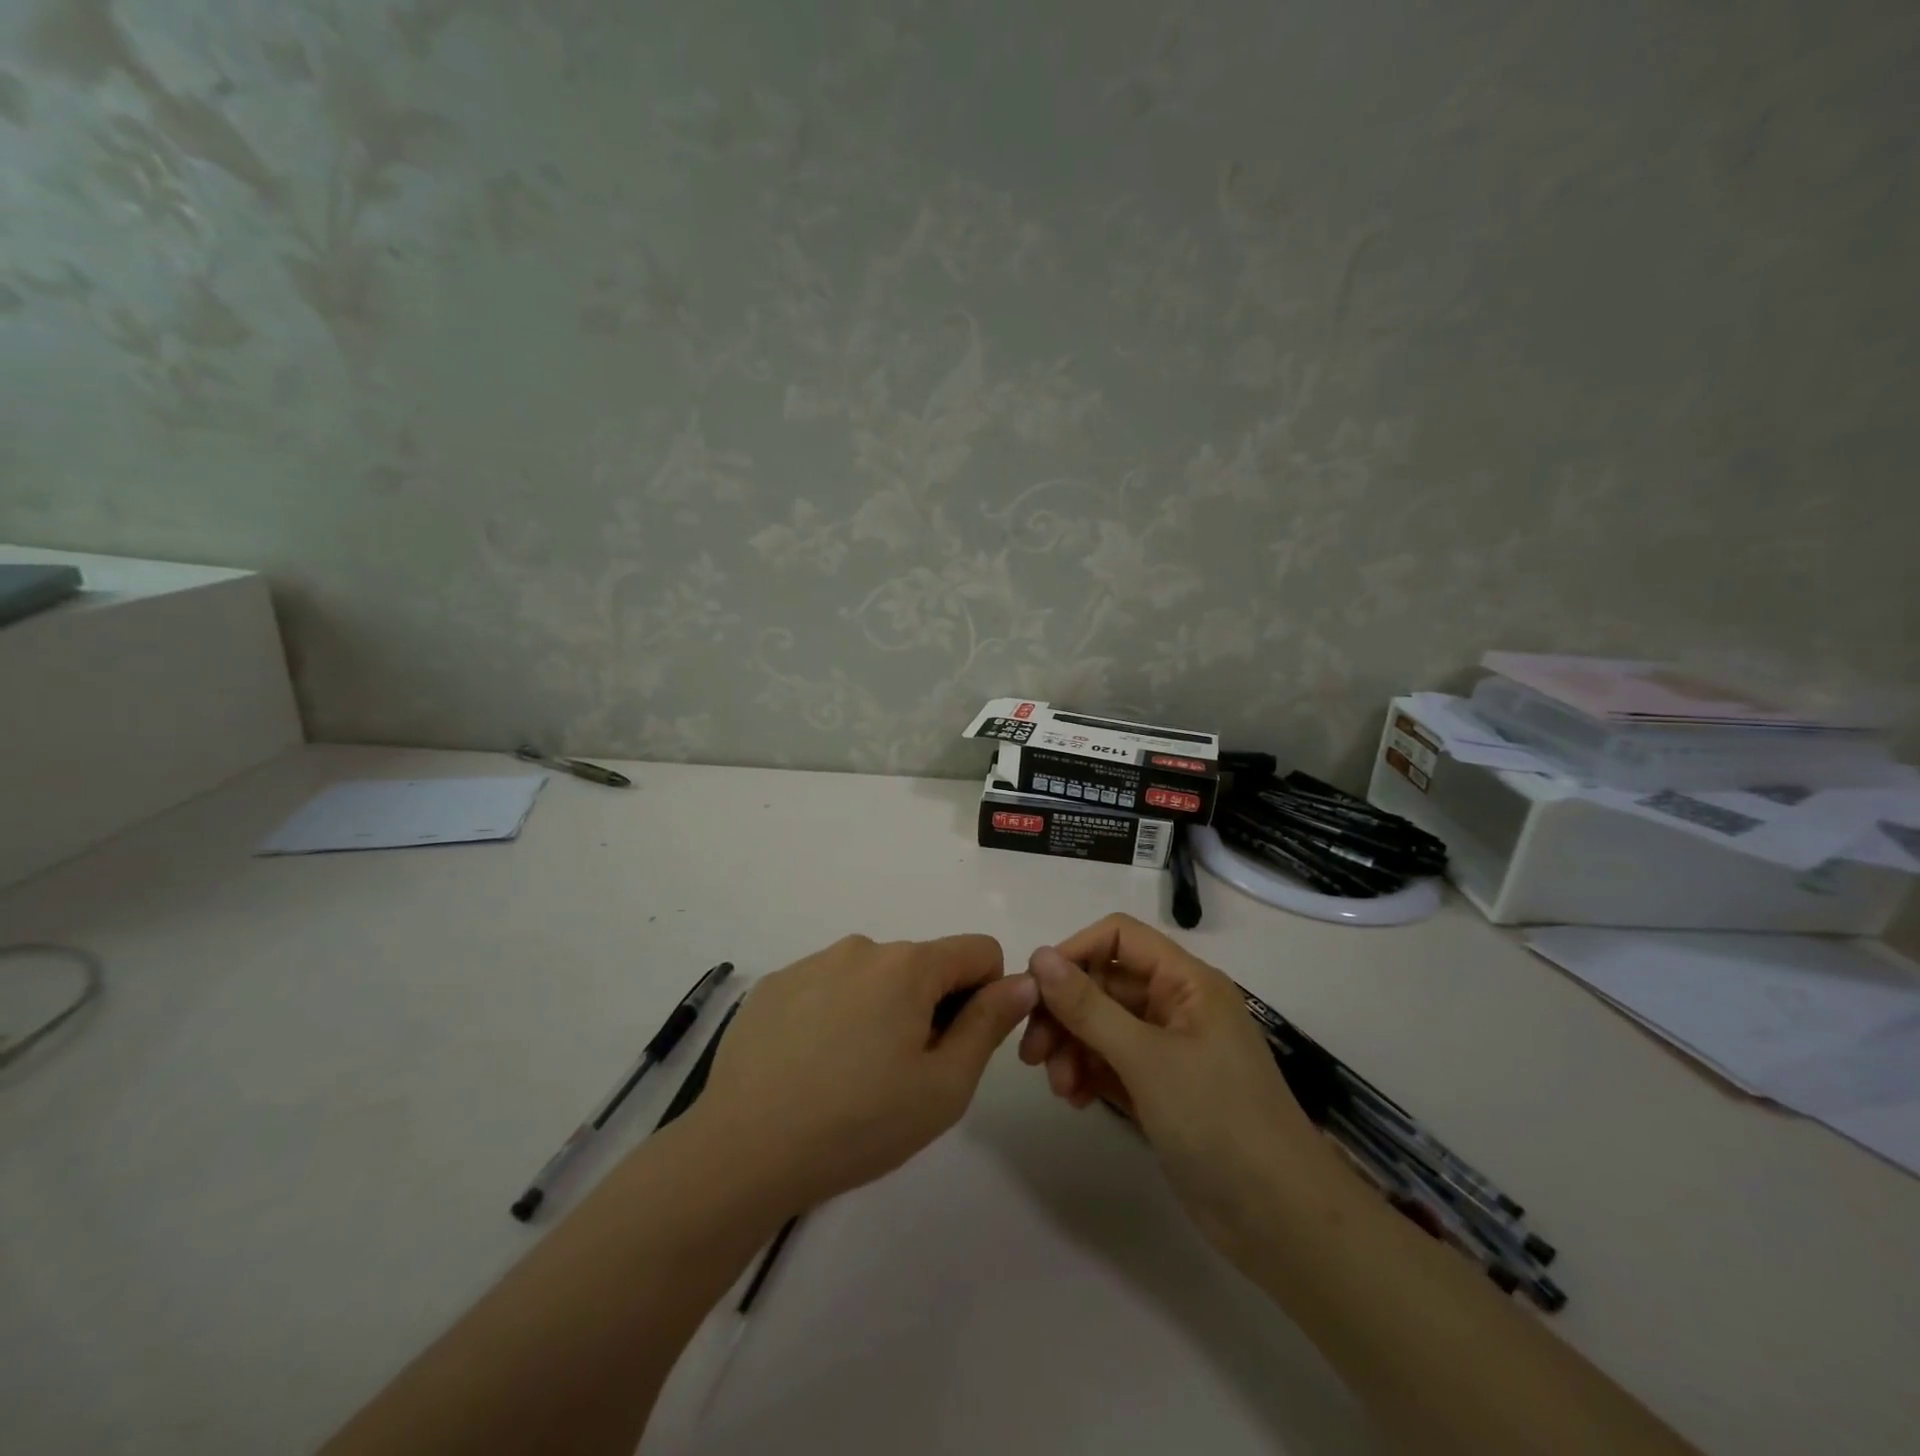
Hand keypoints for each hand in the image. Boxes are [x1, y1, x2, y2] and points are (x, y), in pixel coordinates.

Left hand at [693, 934, 1037, 1210]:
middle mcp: (862, 947)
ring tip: (851, 1074)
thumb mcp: (943, 1087)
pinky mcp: (775, 984)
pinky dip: (835, 1015)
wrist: (741, 1152)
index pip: (978, 950)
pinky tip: (810, 1066)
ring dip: (880, 1010)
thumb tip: (1023, 981)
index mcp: (908, 965)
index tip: (956, 1045)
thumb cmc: (858, 1124)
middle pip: (923, 965)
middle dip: (929, 1007)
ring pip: (874, 976)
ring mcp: (813, 962)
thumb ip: (989, 1025)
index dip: (985, 995)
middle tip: (900, 1074)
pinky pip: (828, 986)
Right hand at [1019, 914, 1331, 1259]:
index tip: (1035, 989)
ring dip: (1073, 1048)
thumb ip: (1089, 1007)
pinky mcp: (1162, 1090)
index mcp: (1187, 981)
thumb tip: (1039, 956)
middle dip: (1066, 1013)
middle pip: (1105, 985)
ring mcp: (1170, 1050)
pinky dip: (1089, 1074)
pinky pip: (1112, 1064)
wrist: (1282, 1222)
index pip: (1119, 938)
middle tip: (1032, 1052)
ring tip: (1059, 1087)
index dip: (1075, 953)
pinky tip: (1074, 1100)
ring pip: (1103, 1027)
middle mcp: (1178, 1006)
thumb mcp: (1147, 1059)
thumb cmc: (1219, 1121)